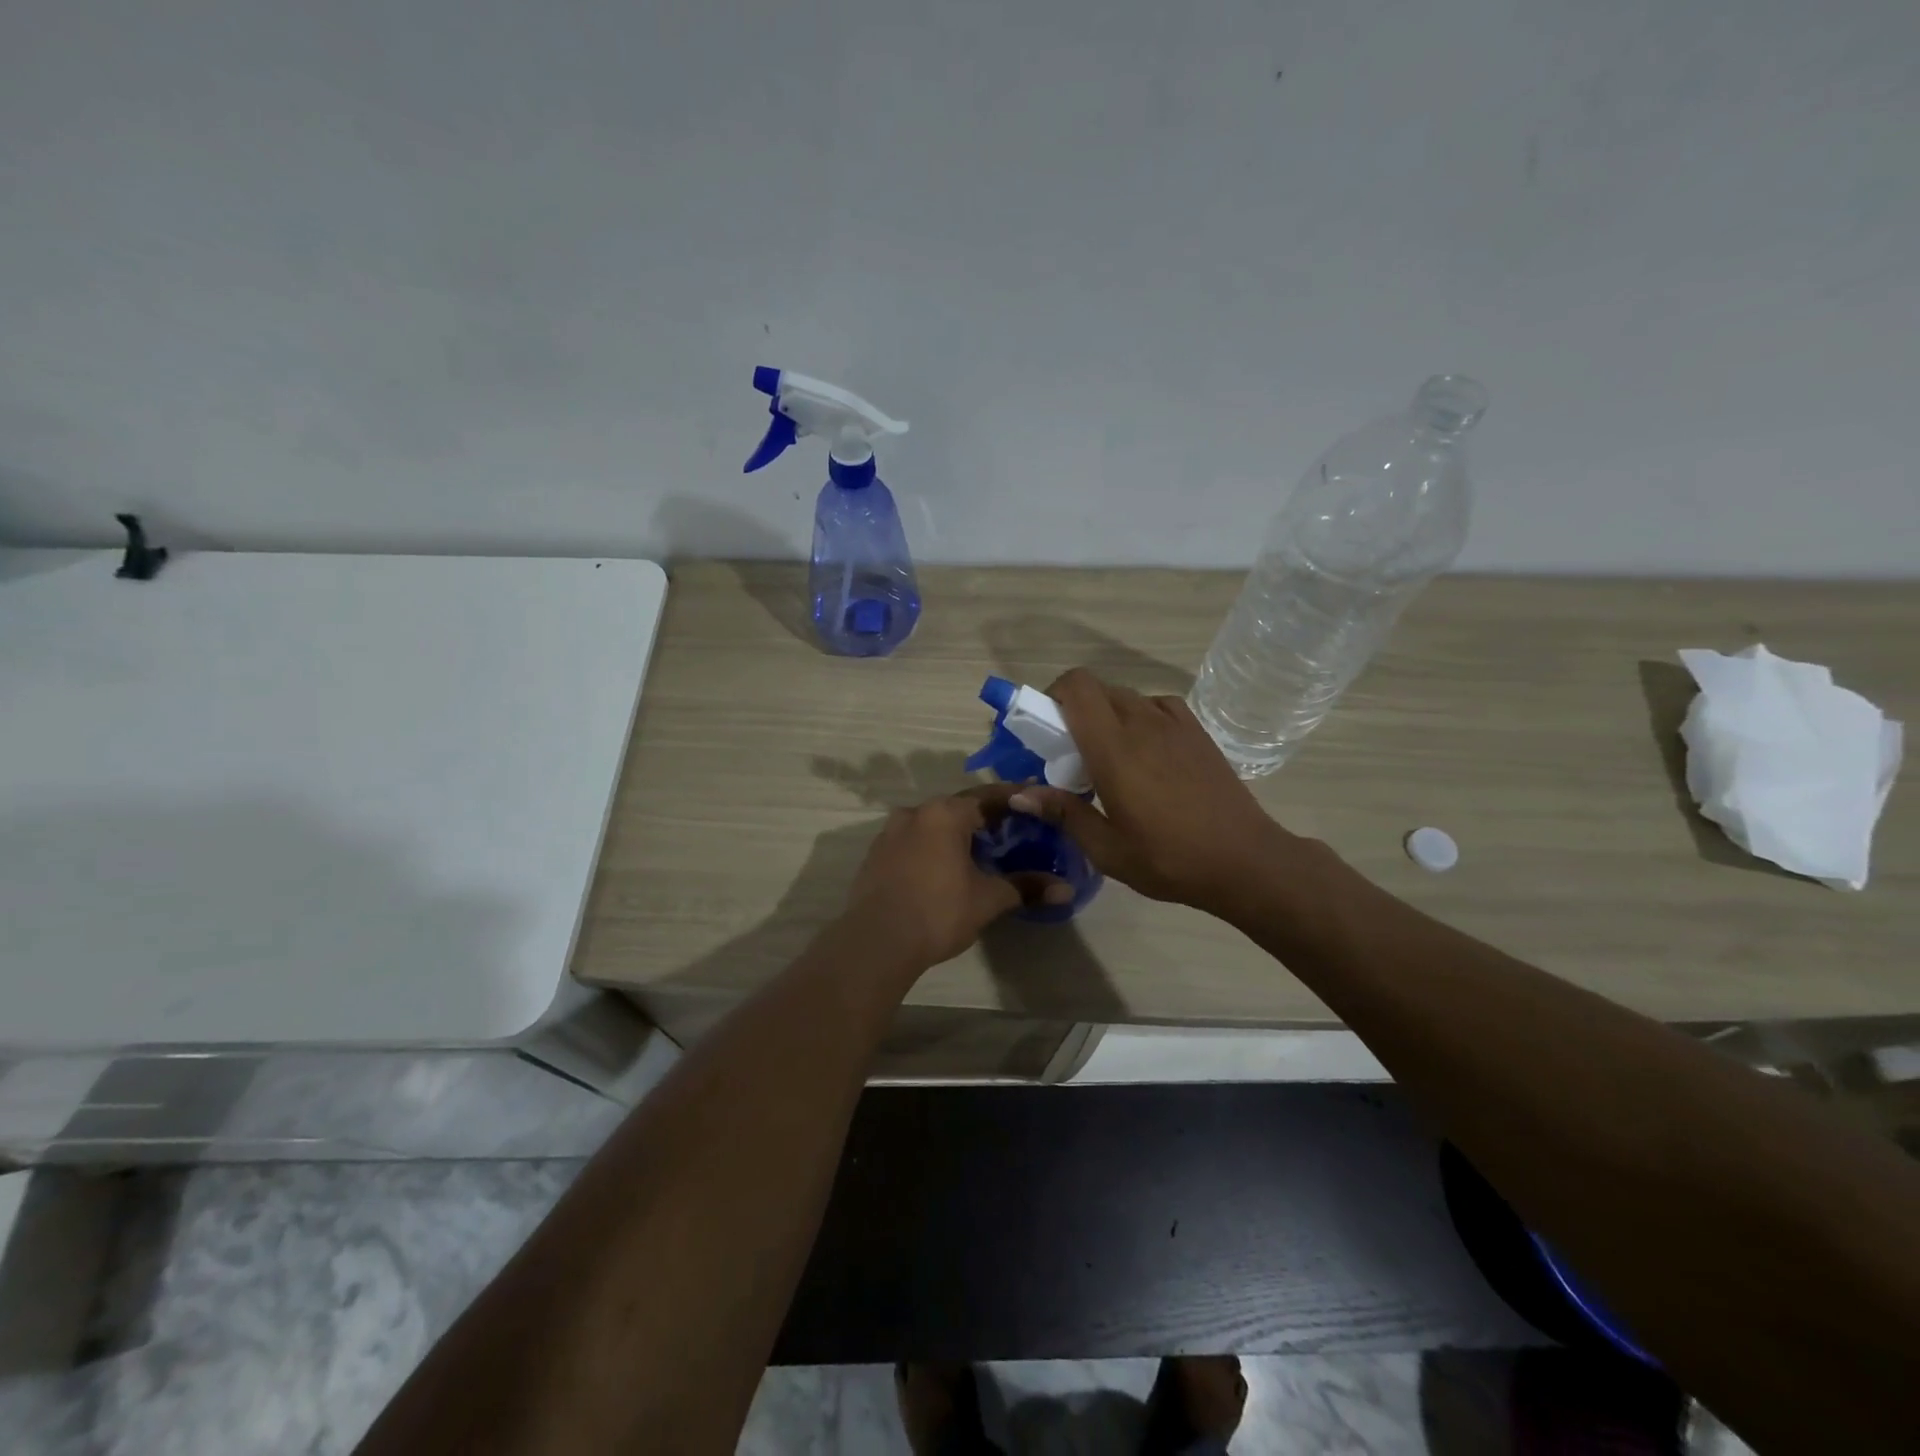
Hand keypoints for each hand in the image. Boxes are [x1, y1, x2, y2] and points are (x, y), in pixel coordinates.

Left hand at [841, 785, 1071, 971]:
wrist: (876, 942)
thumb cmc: (938, 912)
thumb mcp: (988, 899)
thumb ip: (1026, 887)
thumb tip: (1066, 889)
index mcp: (945, 813)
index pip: (988, 796)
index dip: (1014, 798)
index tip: (1034, 800)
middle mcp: (915, 813)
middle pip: (958, 808)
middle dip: (985, 818)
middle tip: (1011, 831)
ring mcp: (890, 833)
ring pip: (932, 825)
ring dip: (955, 834)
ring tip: (978, 851)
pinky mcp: (875, 855)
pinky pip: (912, 842)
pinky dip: (932, 847)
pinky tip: (943, 868)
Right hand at [1009, 668, 1302, 918]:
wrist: (1245, 860)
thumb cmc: (1169, 859)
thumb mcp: (1107, 848)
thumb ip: (1063, 812)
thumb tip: (1018, 793)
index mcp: (1114, 748)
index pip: (1077, 686)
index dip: (1053, 694)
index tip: (1045, 728)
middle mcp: (1142, 722)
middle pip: (1097, 689)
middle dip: (1074, 709)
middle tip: (1070, 751)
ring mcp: (1175, 723)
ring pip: (1126, 697)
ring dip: (1107, 715)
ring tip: (1108, 756)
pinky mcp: (1197, 731)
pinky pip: (1157, 705)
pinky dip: (1140, 716)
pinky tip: (1145, 750)